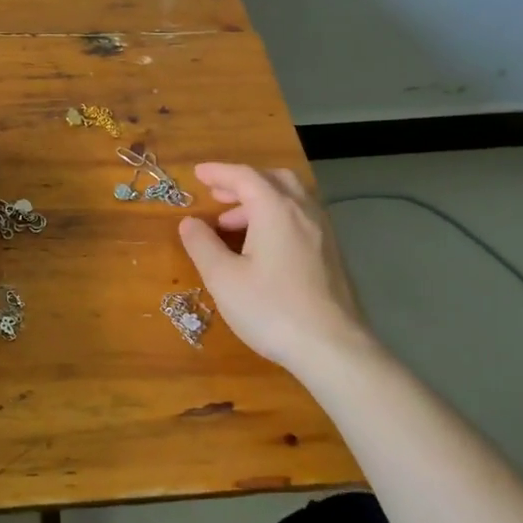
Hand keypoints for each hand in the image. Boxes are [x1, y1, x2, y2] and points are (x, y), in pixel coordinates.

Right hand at [177, 163, 374, 371]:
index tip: (197, 174)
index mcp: (276, 209)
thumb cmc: (271, 309)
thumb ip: (203, 245)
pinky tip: (263, 247)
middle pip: (274, 180)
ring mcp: (323, 233)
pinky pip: (302, 219)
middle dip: (243, 182)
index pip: (244, 176)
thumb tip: (189, 223)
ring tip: (233, 225)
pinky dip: (277, 218)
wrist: (333, 349)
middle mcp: (304, 212)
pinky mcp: (332, 255)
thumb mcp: (223, 278)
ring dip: (261, 201)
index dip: (218, 172)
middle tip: (218, 195)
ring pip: (292, 199)